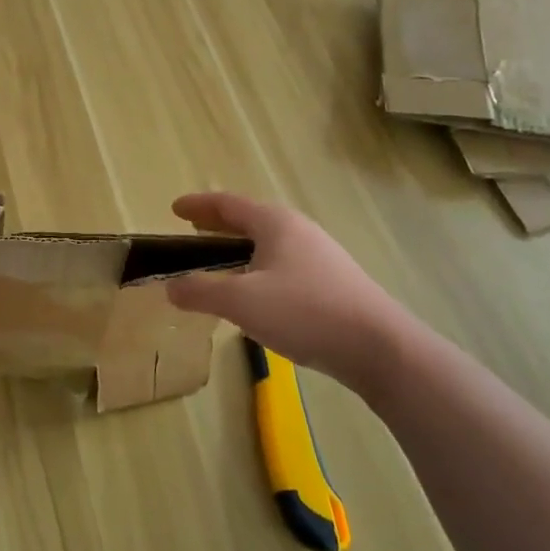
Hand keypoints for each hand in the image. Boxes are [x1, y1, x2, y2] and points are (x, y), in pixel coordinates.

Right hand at [163, 192, 421, 396]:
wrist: (379, 346)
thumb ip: (201, 292)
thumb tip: (171, 287)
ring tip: (220, 260)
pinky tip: (257, 291)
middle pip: (250, 218)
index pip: (228, 204)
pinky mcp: (333, 282)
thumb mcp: (241, 302)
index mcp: (275, 223)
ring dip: (241, 245)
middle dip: (219, 223)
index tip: (174, 208)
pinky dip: (260, 265)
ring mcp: (320, 255)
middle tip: (193, 229)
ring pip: (270, 242)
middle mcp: (299, 230)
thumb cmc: (304, 312)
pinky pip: (284, 262)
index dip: (198, 205)